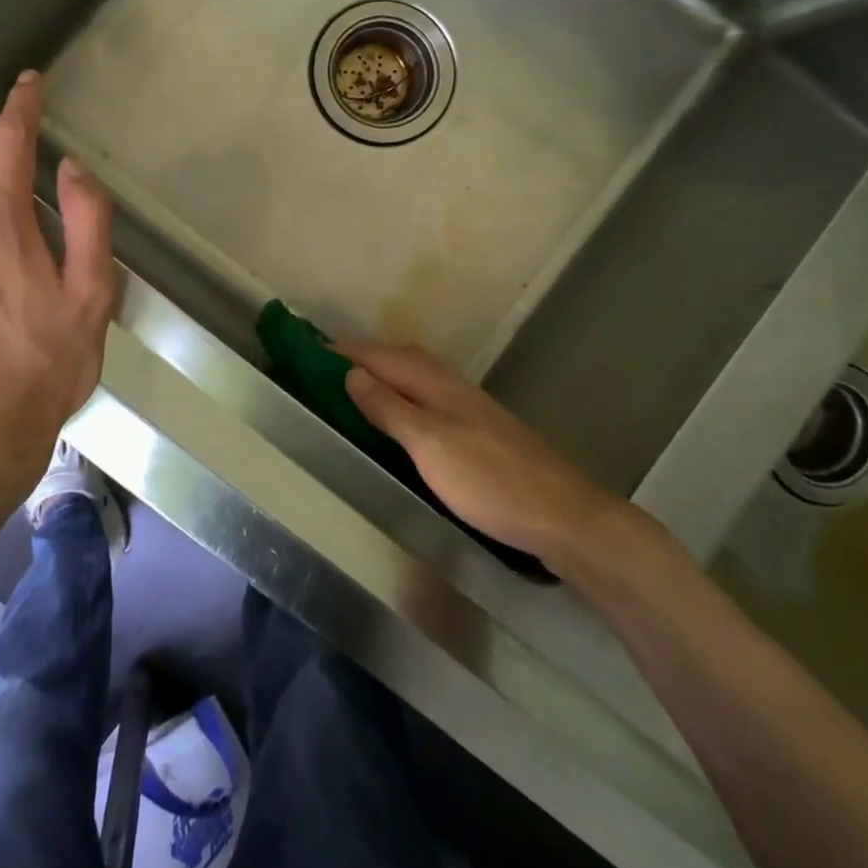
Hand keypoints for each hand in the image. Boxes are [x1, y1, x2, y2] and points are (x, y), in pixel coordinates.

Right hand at [339, 342, 635, 569]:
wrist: (563, 516)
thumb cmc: (490, 480)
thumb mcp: (430, 444)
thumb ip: (390, 407)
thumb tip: (352, 373)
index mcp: (435, 382)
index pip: (379, 355)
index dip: (343, 351)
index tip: (304, 350)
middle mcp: (450, 385)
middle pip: (397, 359)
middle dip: (360, 358)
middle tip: (320, 370)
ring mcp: (466, 407)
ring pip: (413, 378)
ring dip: (380, 376)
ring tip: (348, 390)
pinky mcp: (476, 431)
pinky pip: (425, 399)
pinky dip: (399, 398)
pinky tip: (395, 420)